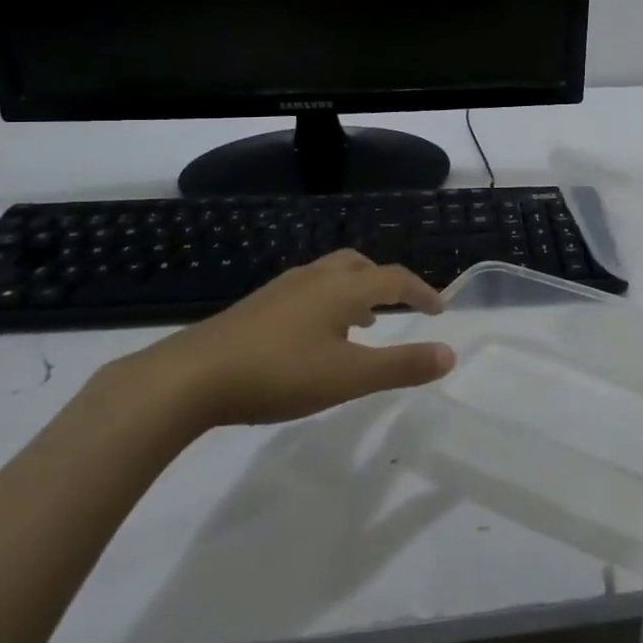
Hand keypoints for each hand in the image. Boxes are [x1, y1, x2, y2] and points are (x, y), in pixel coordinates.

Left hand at [116, 250, 454, 433]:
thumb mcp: (349, 377)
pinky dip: (327, 303)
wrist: (192, 376)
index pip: (393, 278)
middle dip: (385, 282)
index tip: (439, 310)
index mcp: (341, 289)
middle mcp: (314, 278)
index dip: (422, 291)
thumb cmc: (280, 373)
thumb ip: (402, 366)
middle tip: (399, 307)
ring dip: (355, 292)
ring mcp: (281, 289)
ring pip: (330, 276)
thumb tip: (450, 354)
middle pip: (360, 265)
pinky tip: (314, 338)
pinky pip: (307, 291)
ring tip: (362, 324)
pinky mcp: (257, 306)